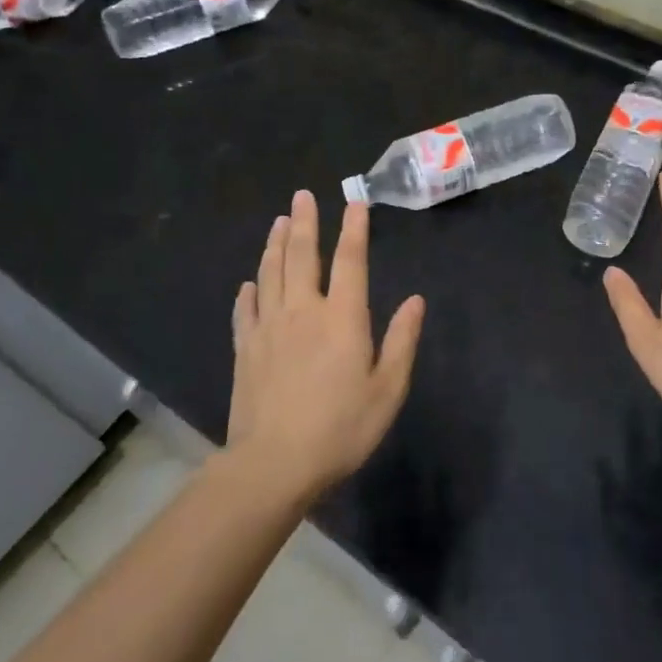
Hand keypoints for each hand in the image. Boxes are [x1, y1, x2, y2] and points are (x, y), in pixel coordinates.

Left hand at [229, 190, 424, 500]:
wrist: (272, 465)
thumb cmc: (340, 428)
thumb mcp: (387, 389)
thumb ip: (402, 341)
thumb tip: (416, 300)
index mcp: (342, 317)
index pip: (350, 261)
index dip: (354, 229)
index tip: (355, 203)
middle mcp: (303, 311)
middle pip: (302, 256)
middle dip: (304, 222)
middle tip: (302, 195)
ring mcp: (269, 328)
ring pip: (271, 274)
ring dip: (275, 244)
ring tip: (278, 221)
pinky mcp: (246, 349)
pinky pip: (246, 310)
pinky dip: (249, 291)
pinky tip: (250, 282)